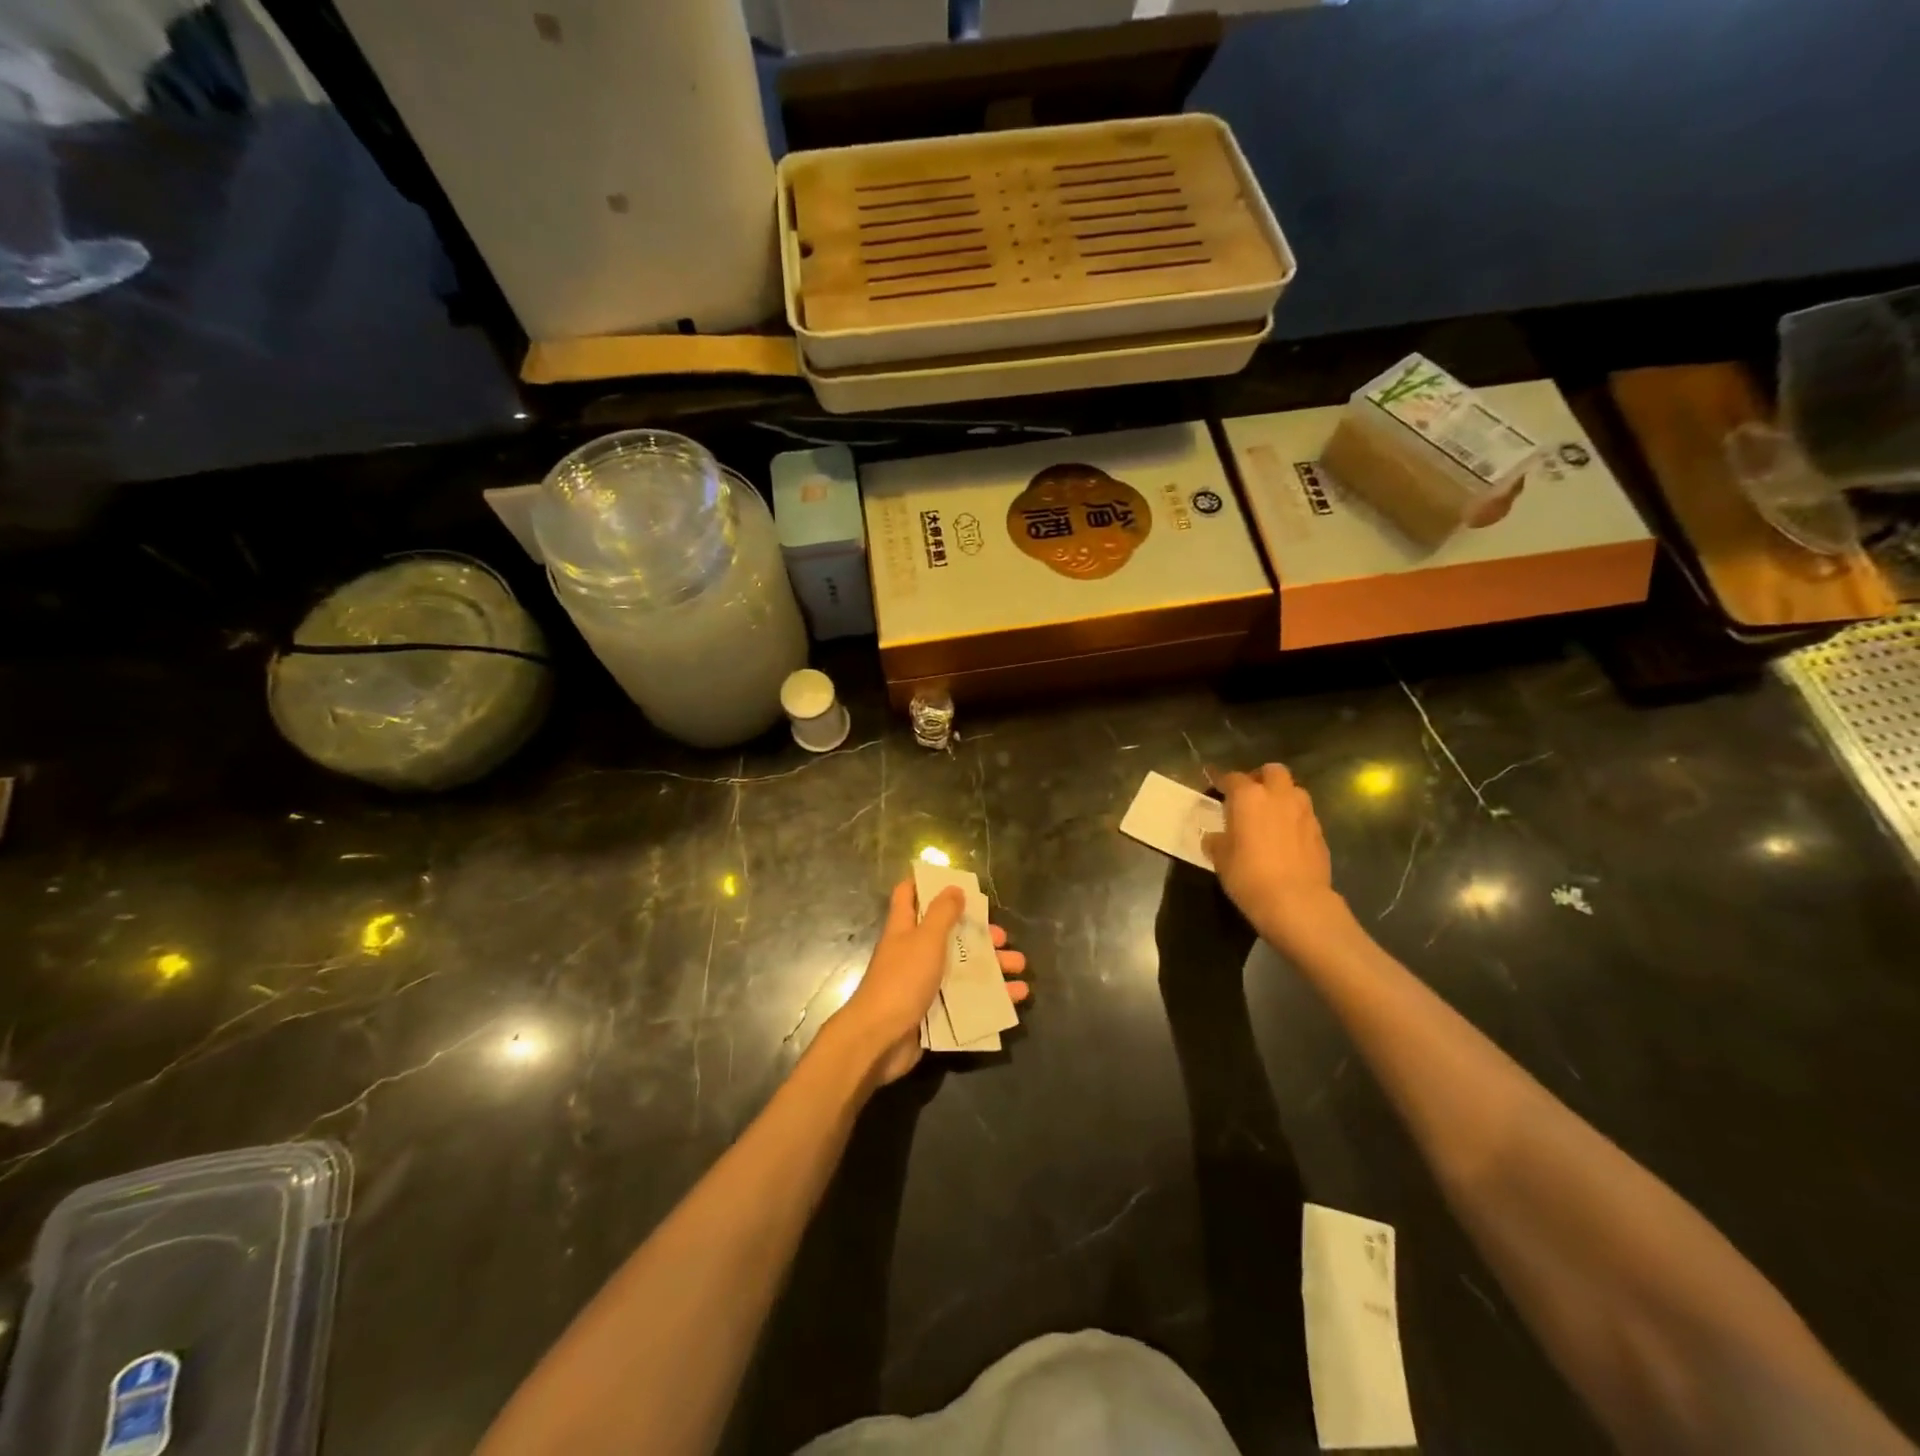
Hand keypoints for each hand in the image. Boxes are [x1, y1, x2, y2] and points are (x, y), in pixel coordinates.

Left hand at [828, 880, 1029, 1085]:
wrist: (880, 1040)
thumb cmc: (902, 980)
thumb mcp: (925, 939)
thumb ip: (942, 913)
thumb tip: (954, 888)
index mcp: (905, 929)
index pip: (909, 895)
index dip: (927, 884)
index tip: (956, 883)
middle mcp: (913, 953)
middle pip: (948, 935)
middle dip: (978, 934)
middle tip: (1002, 938)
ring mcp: (923, 984)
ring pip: (962, 968)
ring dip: (992, 966)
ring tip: (1020, 966)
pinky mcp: (934, 1012)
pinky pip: (967, 1000)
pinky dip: (991, 997)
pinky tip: (1016, 998)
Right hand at [1200, 764, 1343, 951]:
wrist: (1296, 902)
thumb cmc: (1248, 875)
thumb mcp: (1220, 858)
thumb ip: (1217, 840)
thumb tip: (1216, 837)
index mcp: (1248, 797)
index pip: (1231, 778)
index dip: (1219, 779)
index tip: (1213, 782)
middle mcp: (1278, 796)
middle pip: (1272, 771)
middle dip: (1260, 778)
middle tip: (1249, 795)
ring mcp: (1304, 812)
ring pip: (1293, 790)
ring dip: (1281, 796)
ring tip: (1270, 814)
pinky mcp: (1320, 832)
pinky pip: (1304, 815)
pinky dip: (1293, 819)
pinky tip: (1285, 838)